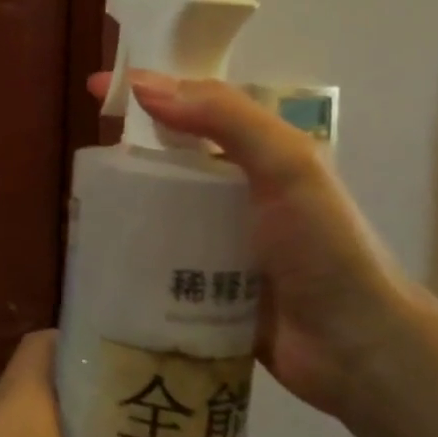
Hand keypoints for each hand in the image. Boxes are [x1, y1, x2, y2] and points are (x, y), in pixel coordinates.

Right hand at [89, 70, 414, 420]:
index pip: (193, 106)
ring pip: (158, 206)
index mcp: (259, 152)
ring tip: (80, 206)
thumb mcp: (288, 166)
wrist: (357, 349)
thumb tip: (145, 86)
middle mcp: (236, 189)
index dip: (146, 90)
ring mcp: (219, 237)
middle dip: (125, 151)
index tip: (95, 87)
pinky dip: (130, 249)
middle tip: (82, 158)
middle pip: (168, 156)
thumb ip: (226, 117)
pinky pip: (158, 255)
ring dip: (123, 203)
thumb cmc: (325, 247)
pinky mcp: (204, 282)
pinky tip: (100, 251)